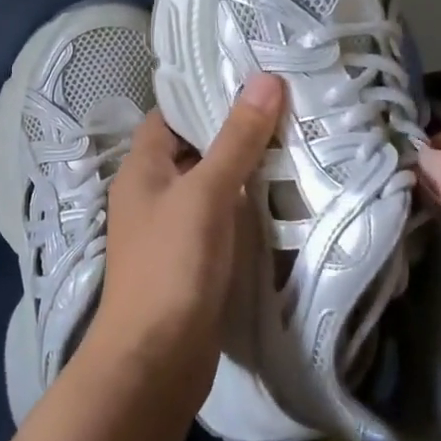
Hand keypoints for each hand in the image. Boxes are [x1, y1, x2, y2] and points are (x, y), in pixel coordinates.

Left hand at [86, 74, 284, 406]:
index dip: (206, 96)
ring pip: (213, 187)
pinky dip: (248, 208)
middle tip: (290, 110)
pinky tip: (285, 200)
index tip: (254, 81)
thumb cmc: (172, 265)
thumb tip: (265, 80)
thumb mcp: (206, 193)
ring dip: (247, 171)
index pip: (171, 116)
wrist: (156, 360)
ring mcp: (173, 230)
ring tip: (298, 144)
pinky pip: (222, 220)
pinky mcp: (194, 261)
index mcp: (142, 169)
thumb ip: (236, 140)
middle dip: (237, 132)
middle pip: (196, 149)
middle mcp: (153, 194)